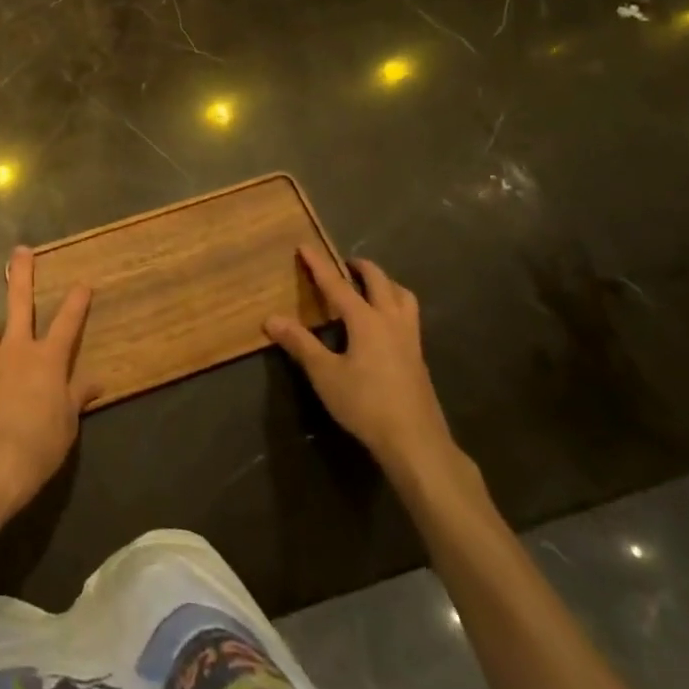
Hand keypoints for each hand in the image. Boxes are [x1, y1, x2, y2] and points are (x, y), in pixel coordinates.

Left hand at [0, 246, 98, 511]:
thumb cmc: (40, 444)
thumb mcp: (68, 423)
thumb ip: (77, 397)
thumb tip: (96, 381)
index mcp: (48, 361)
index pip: (67, 325)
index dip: (76, 304)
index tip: (82, 283)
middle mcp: (17, 352)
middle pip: (21, 307)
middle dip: (21, 277)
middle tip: (19, 251)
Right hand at [265, 249, 459, 482]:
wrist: (416, 443)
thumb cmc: (366, 404)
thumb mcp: (325, 374)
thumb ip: (300, 344)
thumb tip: (271, 318)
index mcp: (366, 321)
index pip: (337, 285)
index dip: (319, 265)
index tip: (305, 246)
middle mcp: (391, 322)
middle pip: (380, 282)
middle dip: (361, 268)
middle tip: (345, 264)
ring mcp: (410, 340)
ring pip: (403, 297)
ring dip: (386, 284)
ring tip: (371, 286)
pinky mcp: (418, 359)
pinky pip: (409, 317)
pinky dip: (395, 305)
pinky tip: (384, 324)